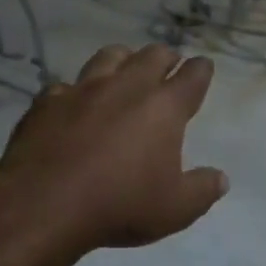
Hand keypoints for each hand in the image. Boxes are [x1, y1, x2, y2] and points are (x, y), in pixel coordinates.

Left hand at [0, 44, 228, 255]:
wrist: (44, 203)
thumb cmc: (120, 205)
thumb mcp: (175, 210)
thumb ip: (202, 190)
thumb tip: (221, 179)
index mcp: (163, 108)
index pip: (192, 77)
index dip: (201, 70)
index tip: (203, 67)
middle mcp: (126, 87)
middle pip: (152, 56)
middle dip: (165, 57)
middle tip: (169, 64)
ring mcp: (83, 89)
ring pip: (109, 56)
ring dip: (123, 59)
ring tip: (124, 68)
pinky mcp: (47, 101)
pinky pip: (66, 85)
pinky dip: (76, 91)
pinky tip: (73, 103)